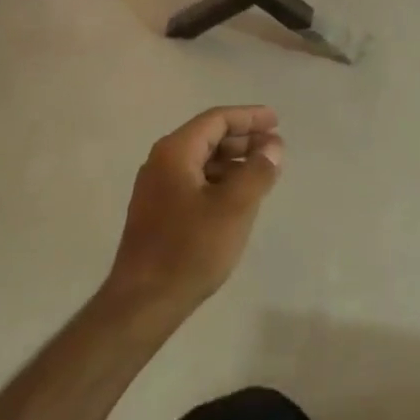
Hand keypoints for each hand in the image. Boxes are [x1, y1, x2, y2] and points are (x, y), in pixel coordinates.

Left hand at [105, 106, 283, 318]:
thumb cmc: (190, 248)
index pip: (216, 120)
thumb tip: (273, 148)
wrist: (143, 302)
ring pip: (202, 161)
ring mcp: (156, 189)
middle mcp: (161, 163)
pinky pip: (195, 182)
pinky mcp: (158, 212)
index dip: (249, 117)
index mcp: (175, 152)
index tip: (276, 121)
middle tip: (274, 147)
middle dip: (243, 138)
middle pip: (208, 137)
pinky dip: (220, 181)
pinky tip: (239, 197)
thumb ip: (258, 170)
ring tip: (262, 171)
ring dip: (233, 161)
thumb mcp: (234, 206)